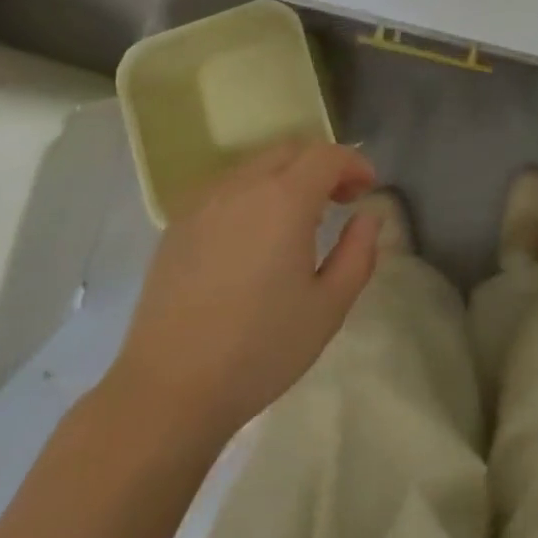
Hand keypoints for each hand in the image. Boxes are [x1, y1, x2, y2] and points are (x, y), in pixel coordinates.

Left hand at [111, 141, 382, 442]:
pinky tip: (253, 237)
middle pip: (291, 150)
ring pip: (256, 165)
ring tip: (298, 220)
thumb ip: (357, 254)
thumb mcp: (328, 308)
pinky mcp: (179, 222)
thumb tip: (368, 217)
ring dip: (287, 177)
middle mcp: (243, 185)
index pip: (326, 155)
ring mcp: (205, 200)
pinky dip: (253, 194)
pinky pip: (226, 188)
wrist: (169, 387)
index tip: (368, 189)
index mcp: (285, 199)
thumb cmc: (259, 350)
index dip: (354, 163)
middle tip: (340, 201)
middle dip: (322, 165)